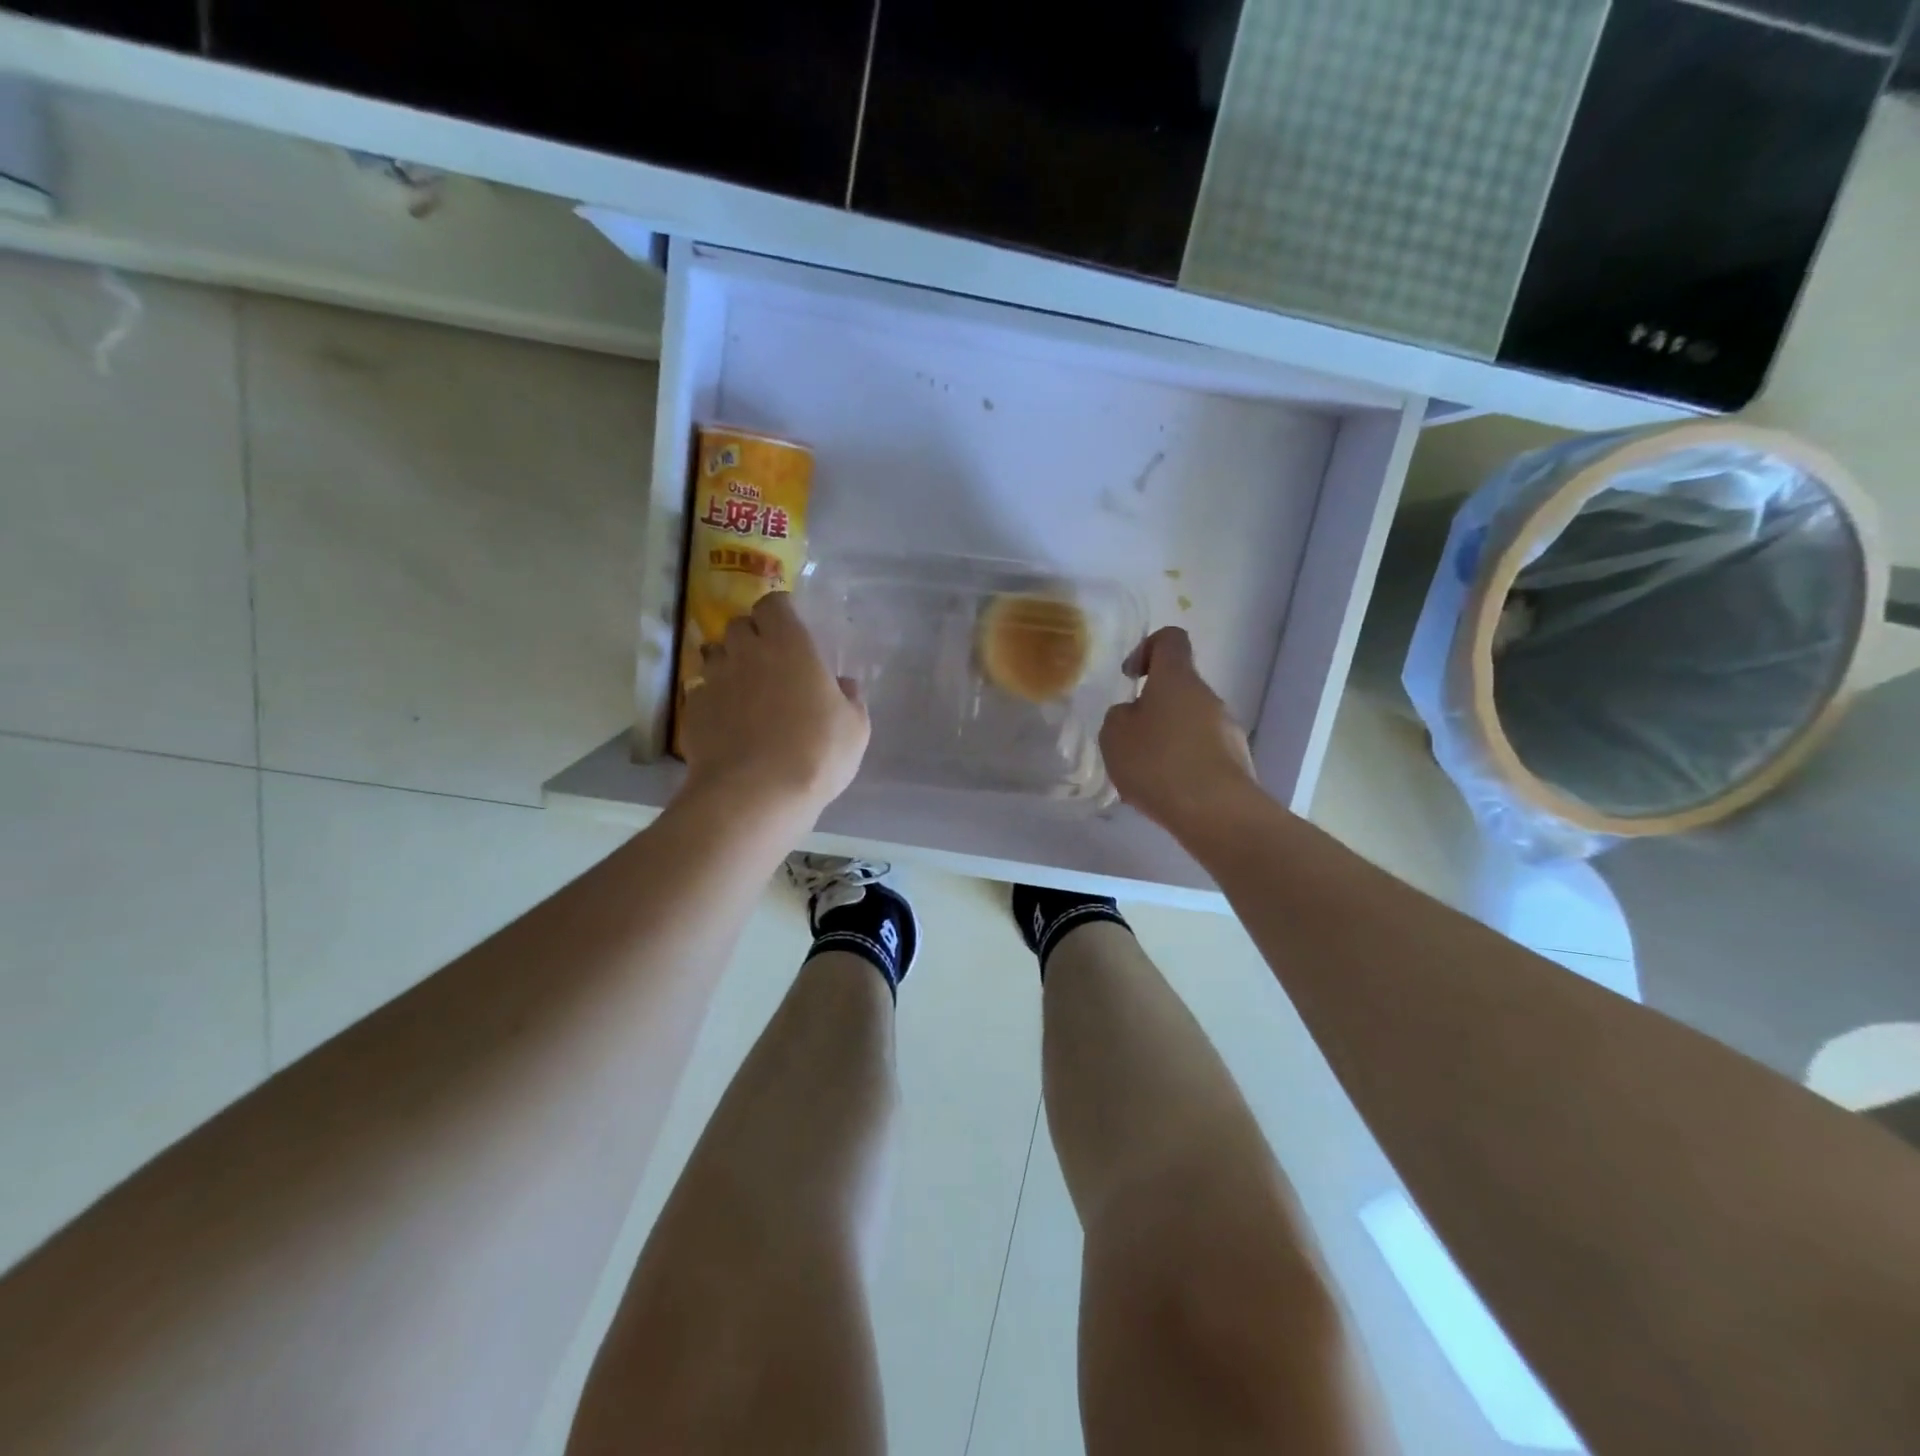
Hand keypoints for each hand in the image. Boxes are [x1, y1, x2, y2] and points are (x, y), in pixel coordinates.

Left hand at [679, 592, 869, 821]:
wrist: (755, 794)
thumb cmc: (816, 753)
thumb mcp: (855, 729)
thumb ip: (850, 698)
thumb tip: (844, 685)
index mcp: (790, 645)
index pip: (773, 604)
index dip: (780, 613)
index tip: (790, 629)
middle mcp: (746, 652)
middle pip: (739, 625)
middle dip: (751, 636)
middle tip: (768, 661)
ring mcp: (714, 680)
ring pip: (715, 656)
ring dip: (729, 665)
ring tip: (744, 691)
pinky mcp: (692, 710)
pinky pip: (701, 692)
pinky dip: (713, 699)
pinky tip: (727, 723)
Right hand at [1100, 626, 1257, 837]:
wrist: (1217, 813)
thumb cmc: (1158, 763)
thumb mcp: (1114, 735)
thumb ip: (1119, 715)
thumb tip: (1135, 714)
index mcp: (1177, 679)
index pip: (1170, 639)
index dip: (1147, 648)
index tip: (1131, 677)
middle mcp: (1208, 697)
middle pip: (1179, 688)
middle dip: (1153, 708)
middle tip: (1129, 741)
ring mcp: (1228, 729)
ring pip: (1190, 723)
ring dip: (1168, 739)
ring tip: (1146, 774)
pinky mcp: (1236, 762)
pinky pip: (1202, 752)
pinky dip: (1183, 765)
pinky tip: (1168, 793)